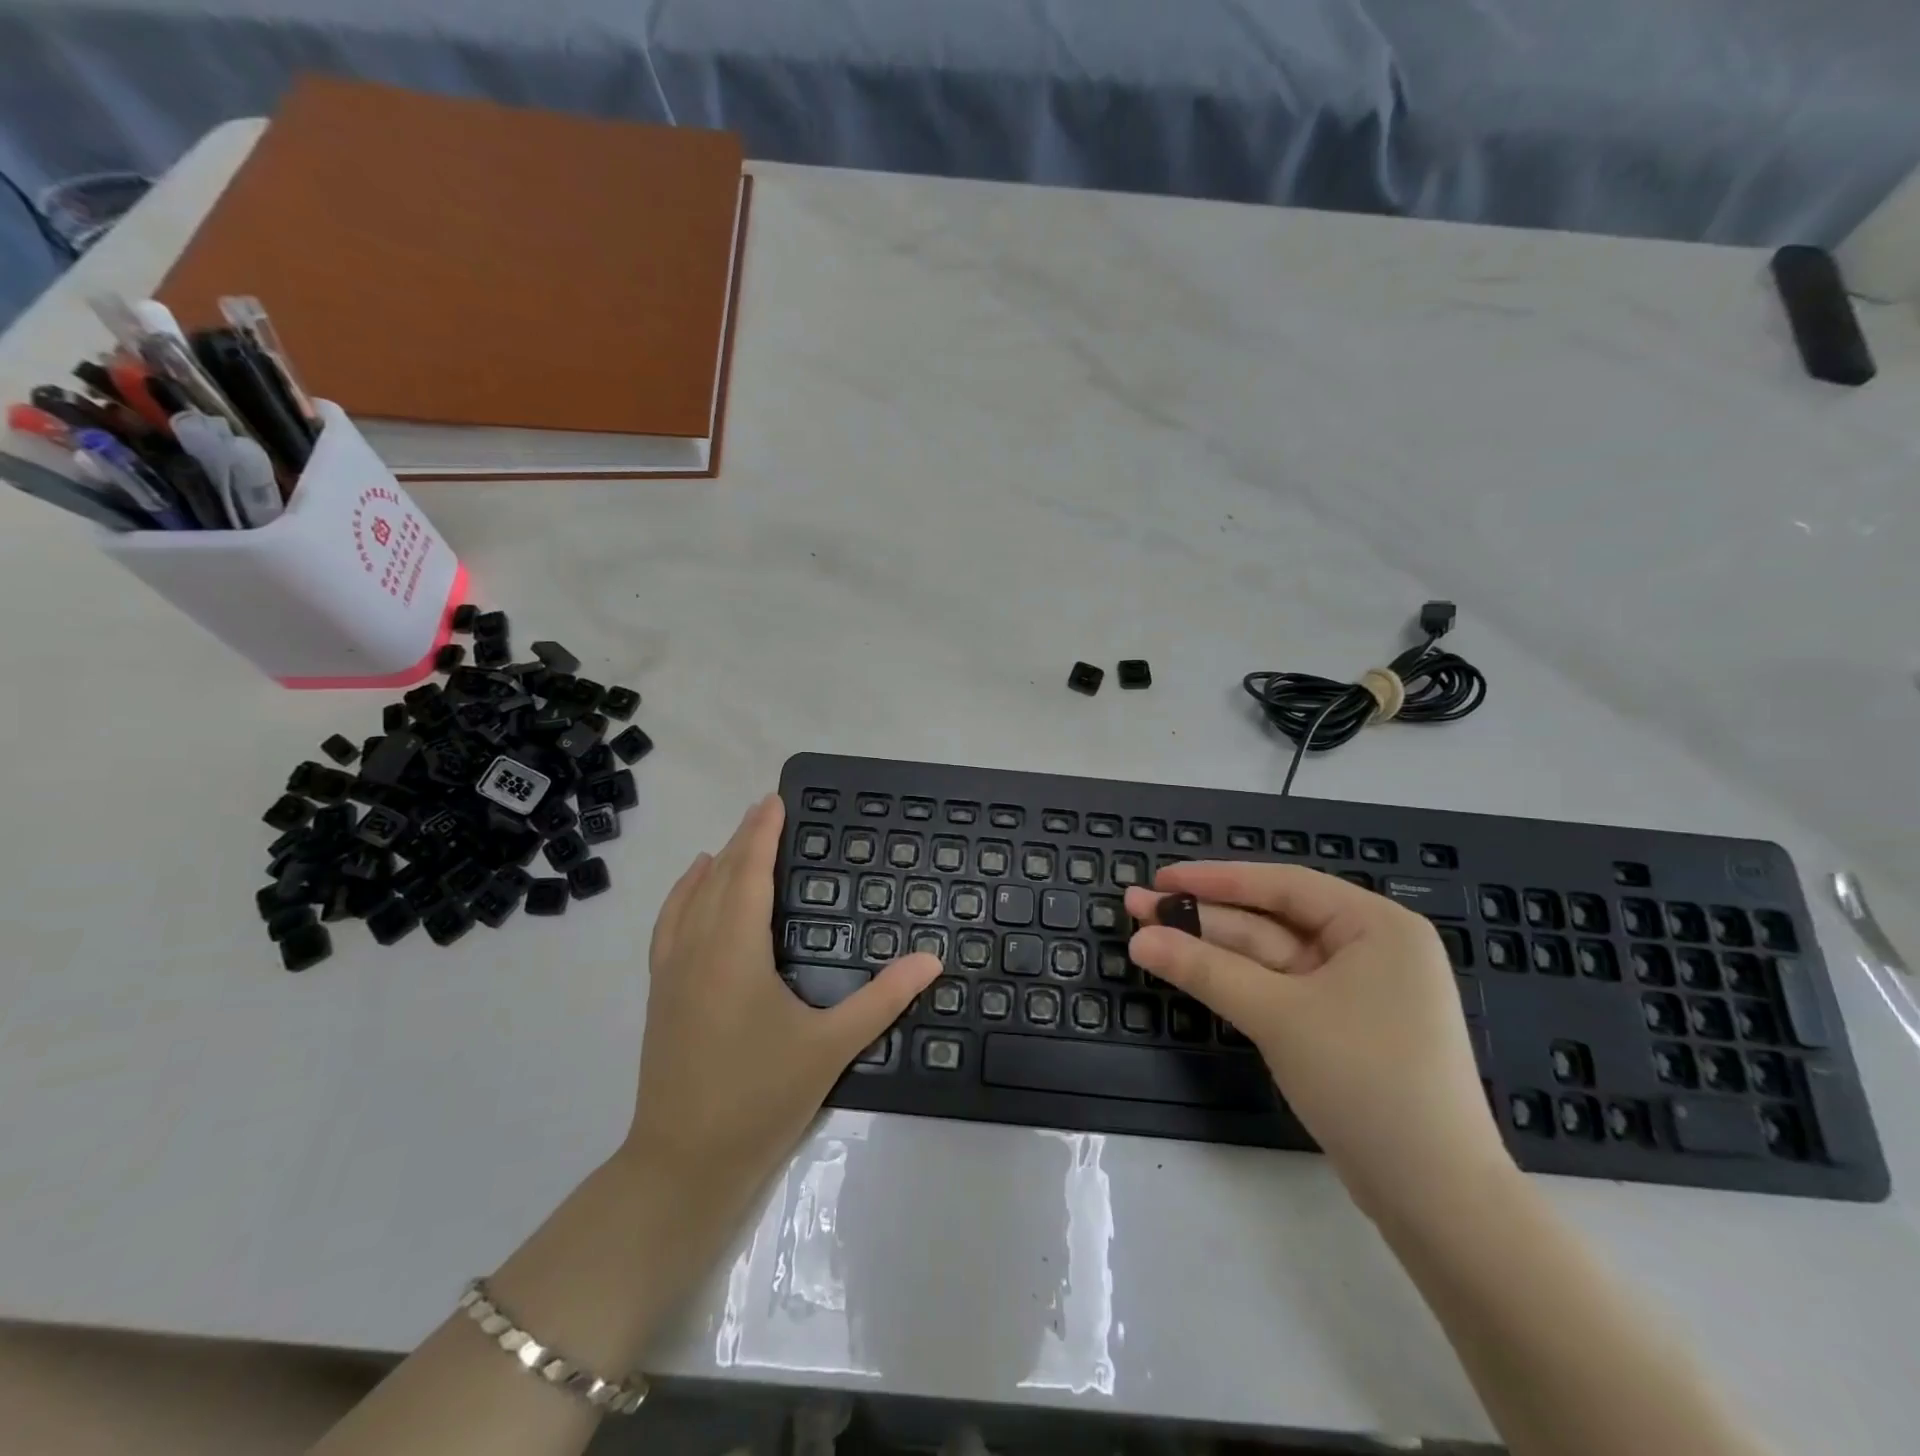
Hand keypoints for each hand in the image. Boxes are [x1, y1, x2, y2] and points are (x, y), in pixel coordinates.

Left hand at [624, 793, 940, 1209]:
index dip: (761, 833)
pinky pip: (669, 925)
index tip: (775, 800)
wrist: (682, 1165)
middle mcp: (696, 950)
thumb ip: (883, 999)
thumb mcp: (830, 1047)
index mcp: (734, 952)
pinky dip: (683, 896)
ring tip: (734, 843)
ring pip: (688, 899)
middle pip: (716, 877)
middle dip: (741, 840)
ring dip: (712, 866)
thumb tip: (932, 960)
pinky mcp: (660, 994)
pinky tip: (692, 895)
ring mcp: (670, 973)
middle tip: (767, 811)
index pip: (748, 873)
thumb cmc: (759, 1099)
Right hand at [1124, 863, 1511, 1218]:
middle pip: (1270, 921)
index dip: (1214, 878)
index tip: (1160, 878)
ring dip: (1211, 950)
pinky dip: (1236, 982)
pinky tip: (1192, 972)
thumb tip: (1139, 939)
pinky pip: (1279, 989)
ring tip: (1149, 937)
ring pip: (1269, 957)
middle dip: (1203, 916)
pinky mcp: (1341, 1028)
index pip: (1281, 885)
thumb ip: (1205, 969)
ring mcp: (1356, 991)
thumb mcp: (1278, 1015)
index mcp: (1376, 925)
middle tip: (1138, 906)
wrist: (1437, 1199)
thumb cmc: (1365, 1080)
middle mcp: (1370, 948)